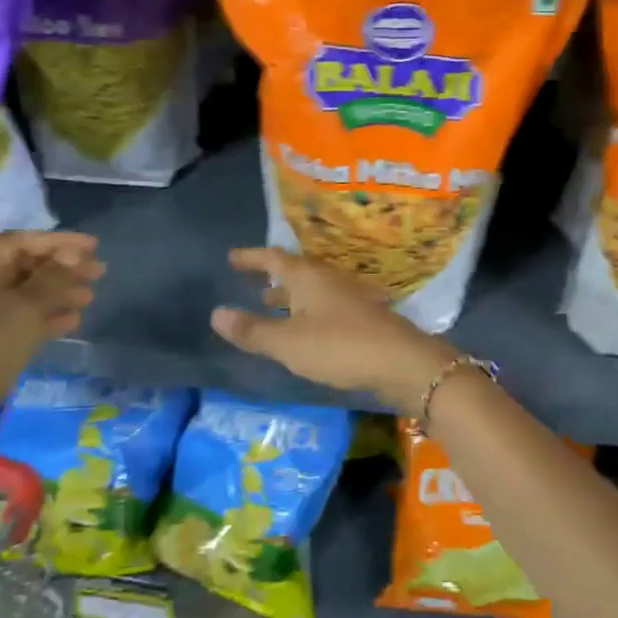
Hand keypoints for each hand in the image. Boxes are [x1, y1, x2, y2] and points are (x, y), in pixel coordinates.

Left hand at [0, 231, 103, 415]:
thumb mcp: (23, 309)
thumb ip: (52, 279)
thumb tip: (71, 259)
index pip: (18, 242)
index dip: (58, 241)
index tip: (94, 246)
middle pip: (21, 267)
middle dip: (62, 268)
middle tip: (99, 273)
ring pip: (23, 294)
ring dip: (58, 292)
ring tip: (90, 298)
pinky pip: (18, 319)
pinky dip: (45, 316)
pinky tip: (72, 321)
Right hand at [210, 247, 454, 412]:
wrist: (401, 361)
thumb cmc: (339, 346)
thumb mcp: (287, 342)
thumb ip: (252, 330)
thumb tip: (216, 313)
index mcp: (308, 277)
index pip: (273, 258)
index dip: (252, 257)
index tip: (233, 257)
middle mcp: (329, 279)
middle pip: (296, 271)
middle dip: (273, 277)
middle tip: (253, 283)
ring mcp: (350, 296)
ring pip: (313, 289)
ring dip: (291, 296)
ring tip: (272, 306)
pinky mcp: (364, 316)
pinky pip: (326, 305)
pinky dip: (308, 311)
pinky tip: (307, 329)